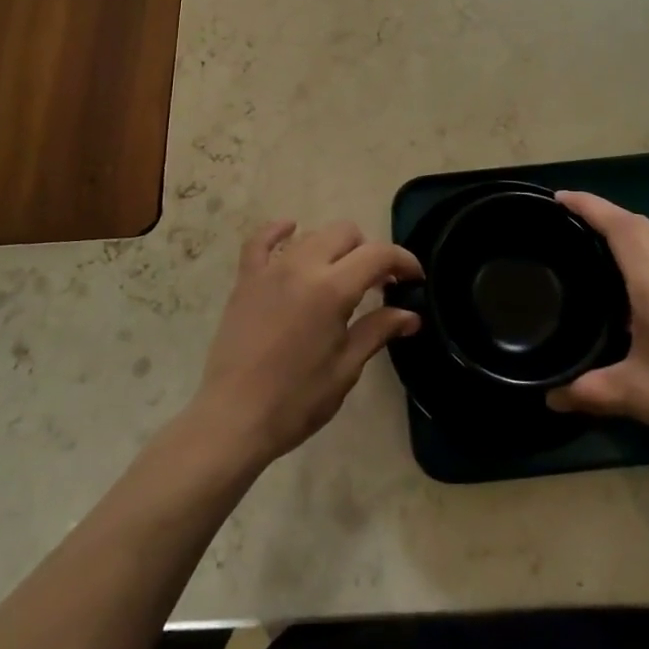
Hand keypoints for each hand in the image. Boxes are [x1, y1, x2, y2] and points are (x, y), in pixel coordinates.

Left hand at [188, 220, 420, 471]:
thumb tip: (410, 315)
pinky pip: (261, 240)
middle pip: (345, 233)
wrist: (233, 418)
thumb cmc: (296, 400)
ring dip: (333, 248)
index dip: (403, 260)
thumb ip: (377, 331)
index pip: (377, 255)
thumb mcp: (345, 368)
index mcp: (332, 289)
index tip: (414, 278)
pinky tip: (291, 230)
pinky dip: (279, 231)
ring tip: (340, 275)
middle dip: (368, 251)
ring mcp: (271, 269)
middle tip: (377, 284)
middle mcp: (302, 266)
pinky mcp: (246, 279)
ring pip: (312, 235)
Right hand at [546, 191, 648, 494]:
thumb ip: (591, 392)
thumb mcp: (641, 399)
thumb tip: (550, 396)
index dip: (589, 206)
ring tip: (603, 260)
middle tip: (572, 226)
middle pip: (642, 227)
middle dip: (606, 217)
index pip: (621, 226)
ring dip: (633, 241)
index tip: (559, 198)